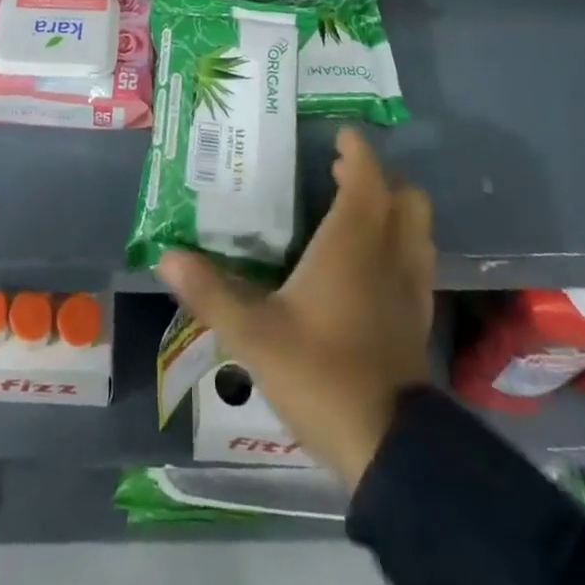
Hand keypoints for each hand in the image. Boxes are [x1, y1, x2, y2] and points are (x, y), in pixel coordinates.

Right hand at [156, 128, 435, 488]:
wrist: (388, 450)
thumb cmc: (320, 373)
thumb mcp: (253, 334)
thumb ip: (210, 292)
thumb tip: (166, 257)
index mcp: (354, 243)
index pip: (367, 178)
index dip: (357, 150)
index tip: (340, 134)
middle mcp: (389, 255)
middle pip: (406, 199)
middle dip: (380, 178)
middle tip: (341, 174)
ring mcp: (410, 290)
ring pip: (417, 231)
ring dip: (394, 211)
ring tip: (356, 213)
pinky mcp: (417, 322)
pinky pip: (416, 265)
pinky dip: (399, 248)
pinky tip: (369, 268)